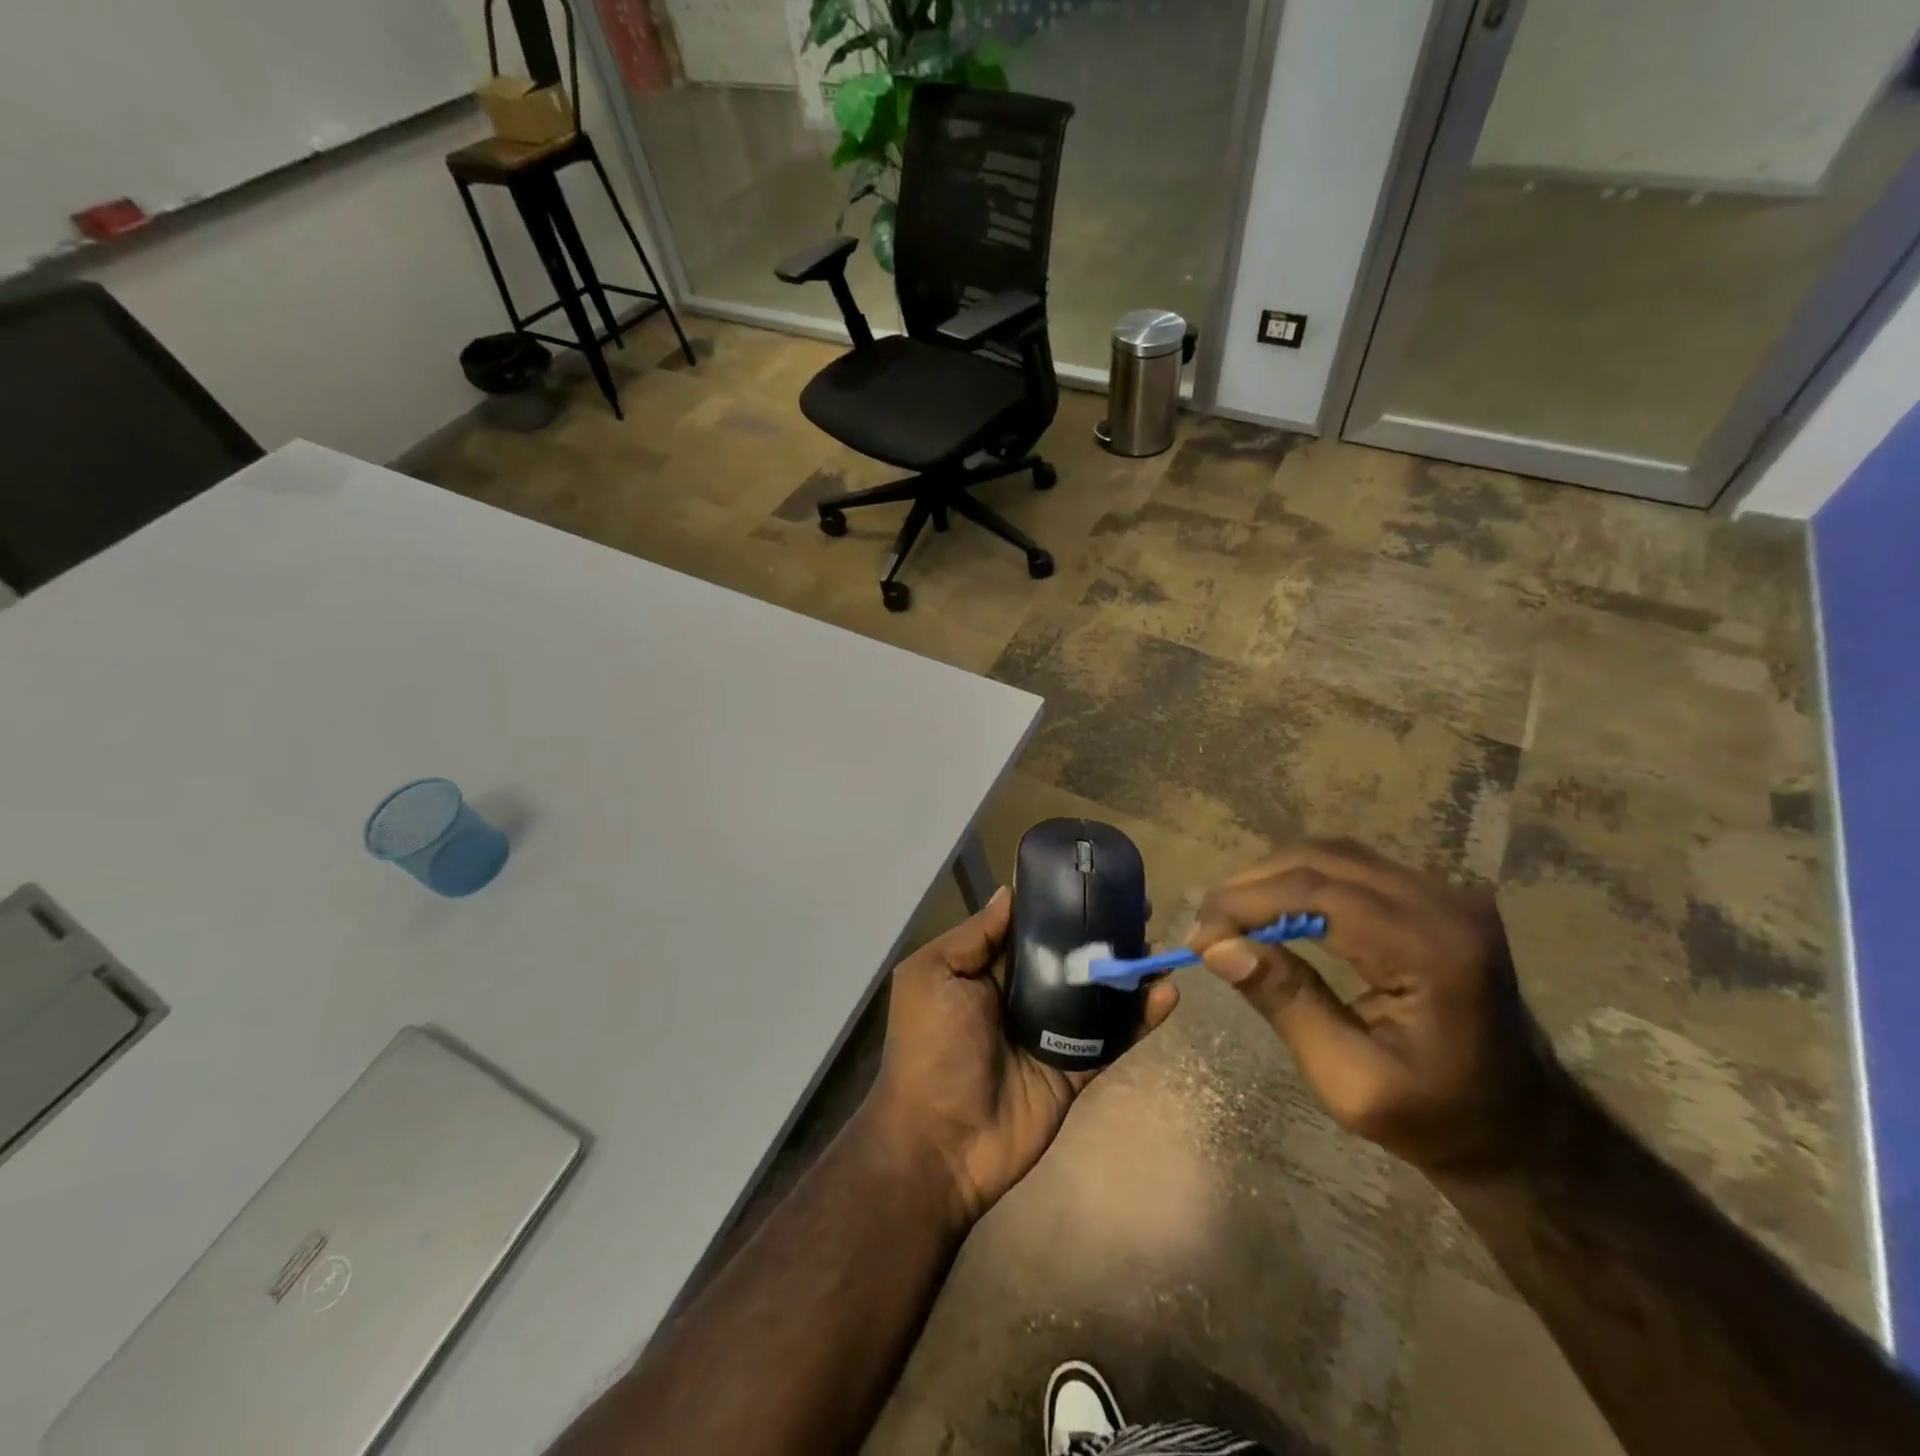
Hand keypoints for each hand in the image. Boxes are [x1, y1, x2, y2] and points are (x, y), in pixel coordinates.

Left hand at [867, 886, 1179, 1222]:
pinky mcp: (1074, 1068)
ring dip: (1127, 968)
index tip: (1094, 877)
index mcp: (986, 969)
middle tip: (1140, 908)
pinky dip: (1141, 1017)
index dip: (1059, 902)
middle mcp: (1021, 994)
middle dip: (1102, 930)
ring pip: (1096, 991)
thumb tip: (1009, 892)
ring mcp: (1051, 1032)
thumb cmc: (930, 1048)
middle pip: (1069, 954)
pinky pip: (1112, 1037)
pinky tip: (1167, 993)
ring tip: (1160, 944)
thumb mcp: (932, 976)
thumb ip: (973, 936)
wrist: (939, 1143)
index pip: (1029, 927)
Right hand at [1187, 840, 1563, 1178]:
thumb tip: (1217, 947)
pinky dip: (1302, 883)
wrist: (1523, 1130)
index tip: (1200, 937)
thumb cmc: (1436, 1119)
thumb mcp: (1349, 1081)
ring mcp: (1446, 893)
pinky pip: (1352, 868)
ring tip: (1233, 919)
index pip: (1318, 893)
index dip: (1247, 903)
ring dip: (1273, 880)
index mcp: (1432, 949)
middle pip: (1322, 860)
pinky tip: (1276, 913)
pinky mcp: (1436, 897)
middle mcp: (1444, 902)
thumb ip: (1286, 1003)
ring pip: (1333, 855)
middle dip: (1252, 885)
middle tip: (1209, 927)